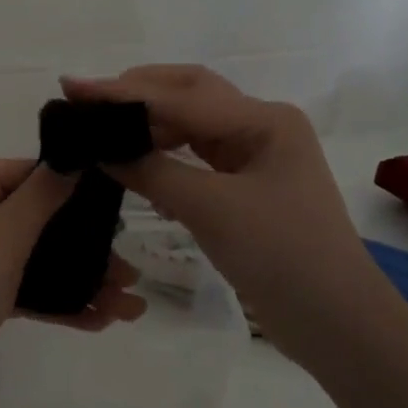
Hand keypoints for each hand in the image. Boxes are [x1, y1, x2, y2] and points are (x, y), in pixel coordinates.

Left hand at [0, 159, 144, 403]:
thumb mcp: (0, 239)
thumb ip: (39, 197)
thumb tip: (71, 156)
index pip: (26, 172)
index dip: (71, 184)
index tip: (117, 204)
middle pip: (38, 219)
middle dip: (86, 245)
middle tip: (131, 270)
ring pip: (37, 259)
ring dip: (81, 279)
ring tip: (129, 304)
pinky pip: (25, 289)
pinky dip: (58, 302)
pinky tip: (99, 321)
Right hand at [63, 66, 397, 370]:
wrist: (335, 320)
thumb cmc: (280, 255)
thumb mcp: (210, 209)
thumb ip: (152, 172)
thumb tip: (100, 148)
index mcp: (264, 120)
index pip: (179, 97)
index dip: (122, 94)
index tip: (73, 87)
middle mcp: (261, 127)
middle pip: (189, 95)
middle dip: (138, 94)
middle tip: (87, 102)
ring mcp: (256, 157)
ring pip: (192, 126)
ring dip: (149, 125)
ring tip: (104, 130)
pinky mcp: (247, 187)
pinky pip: (197, 158)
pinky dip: (165, 156)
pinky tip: (136, 166)